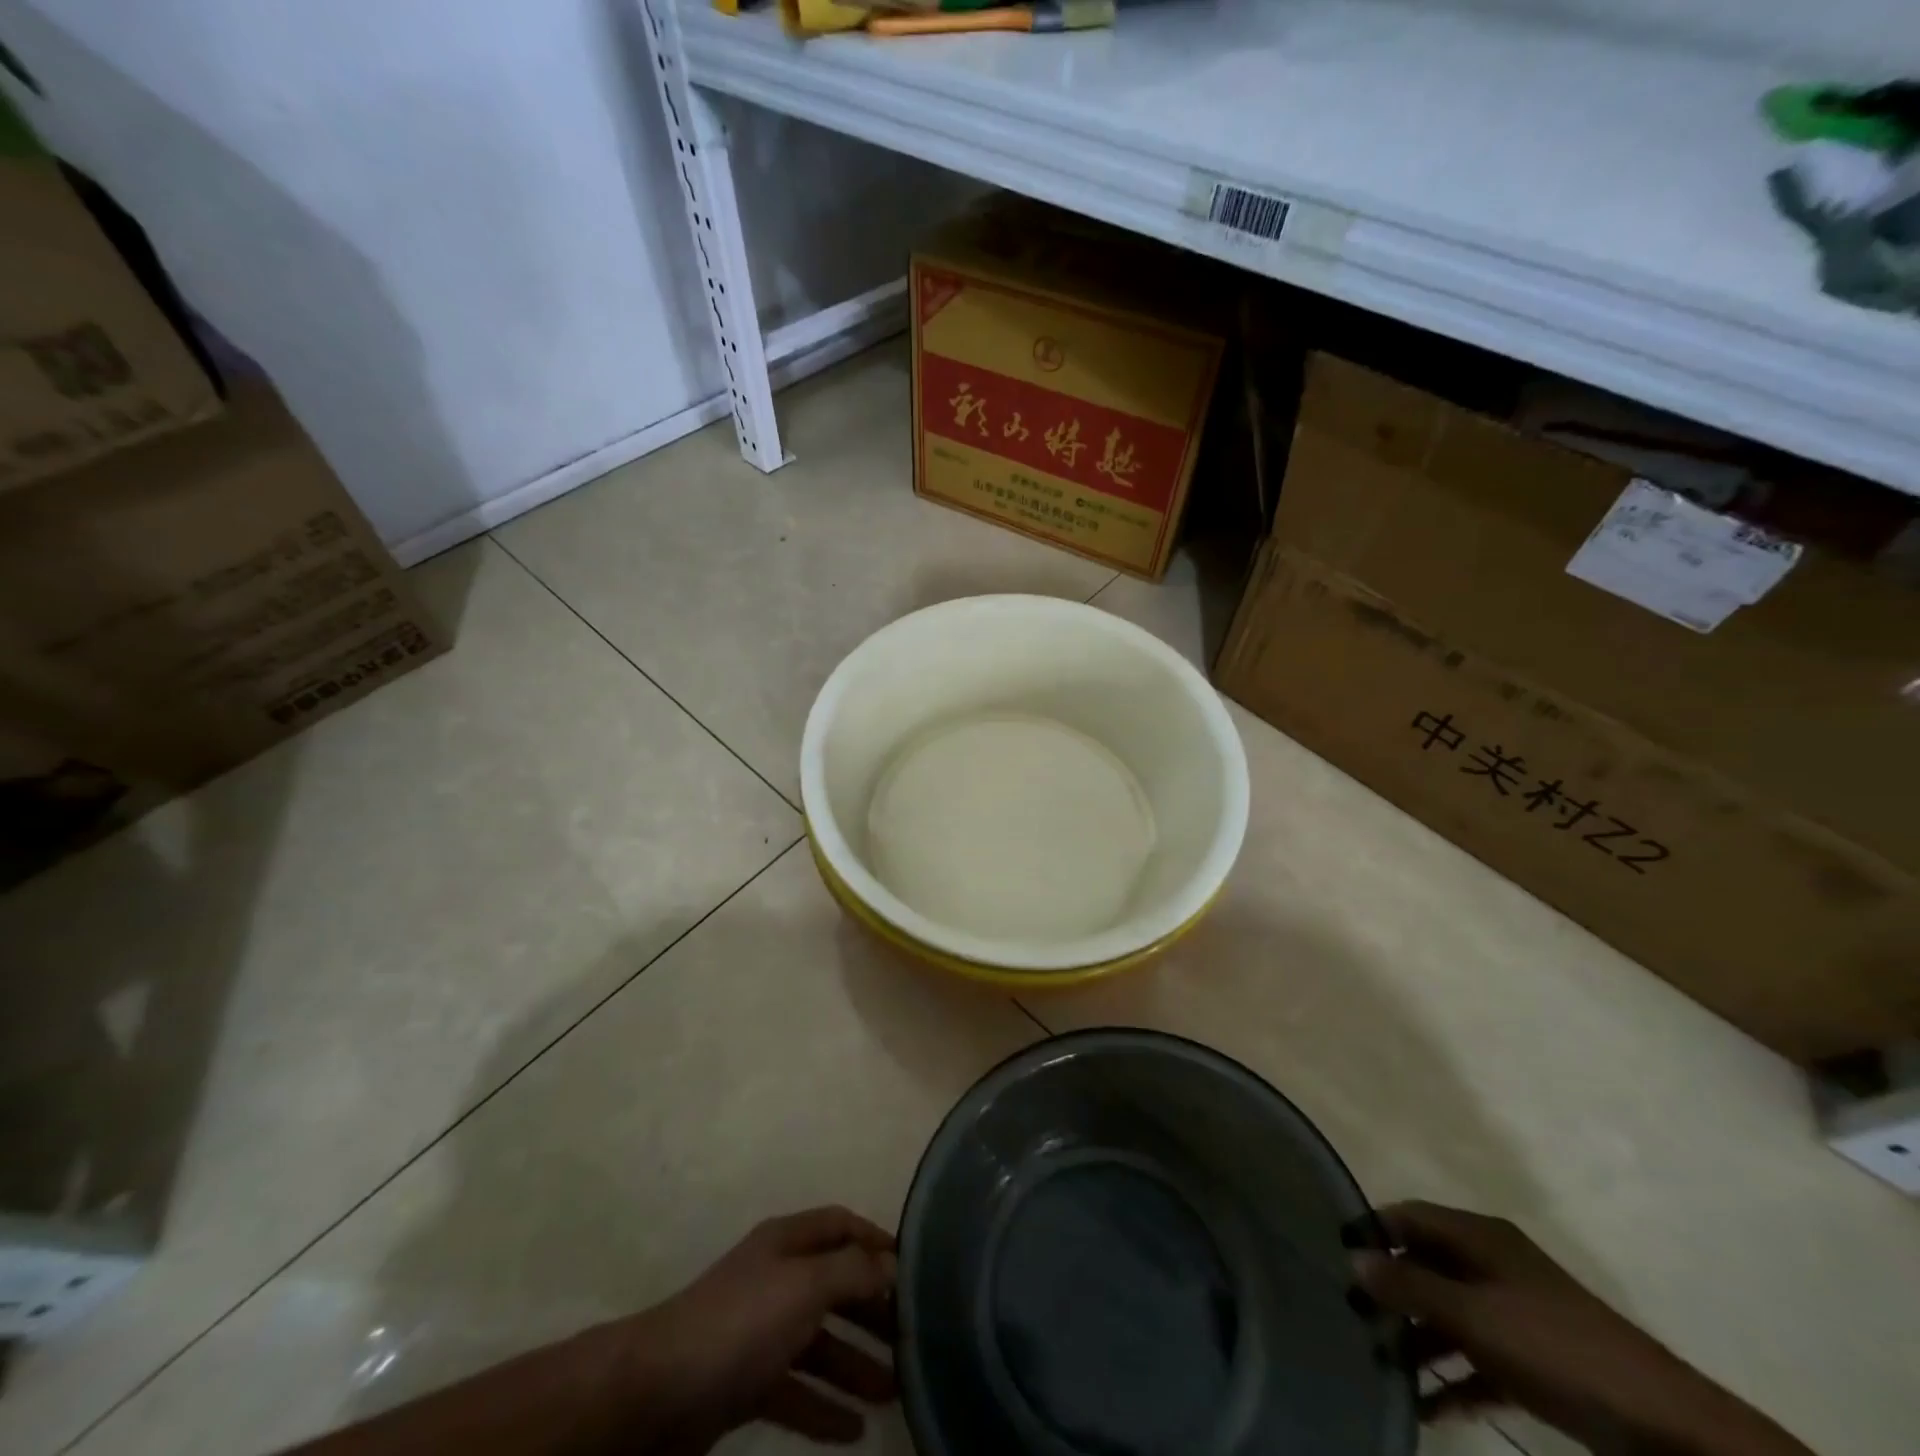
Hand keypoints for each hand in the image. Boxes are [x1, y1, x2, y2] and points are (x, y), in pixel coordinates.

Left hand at [619, 1206, 897, 1452]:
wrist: (653, 1394)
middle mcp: (776, 1279)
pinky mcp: (744, 1384)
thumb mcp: (804, 1285)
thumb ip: (853, 1272)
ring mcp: (759, 1333)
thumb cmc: (740, 1323)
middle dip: (872, 1310)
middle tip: (912, 1339)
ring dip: (856, 1365)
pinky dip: (823, 1407)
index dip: (876, 1240)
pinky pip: (795, 1391)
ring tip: (895, 1390)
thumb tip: (892, 1265)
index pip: (841, 1226)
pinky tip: (854, 1430)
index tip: (914, 1268)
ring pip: (819, 1344)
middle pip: (835, 1286)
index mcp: (787, 1243)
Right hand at [1351, 1201, 1813, 1455]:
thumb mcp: (1473, 1315)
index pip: (1409, 1216)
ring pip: (1450, 1315)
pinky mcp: (1536, 1361)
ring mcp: (1517, 1313)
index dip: (1373, 1230)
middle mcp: (1493, 1264)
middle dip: (1391, 1292)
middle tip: (1355, 1320)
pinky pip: (1480, 1360)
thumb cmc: (1555, 1348)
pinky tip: (1430, 1408)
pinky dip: (1455, 1379)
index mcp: (1479, 1237)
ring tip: (1385, 1368)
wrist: (1668, 1428)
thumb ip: (1410, 1286)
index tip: (1337, 1257)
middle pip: (1427, 1265)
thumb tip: (1353, 1257)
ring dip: (1419, 1341)